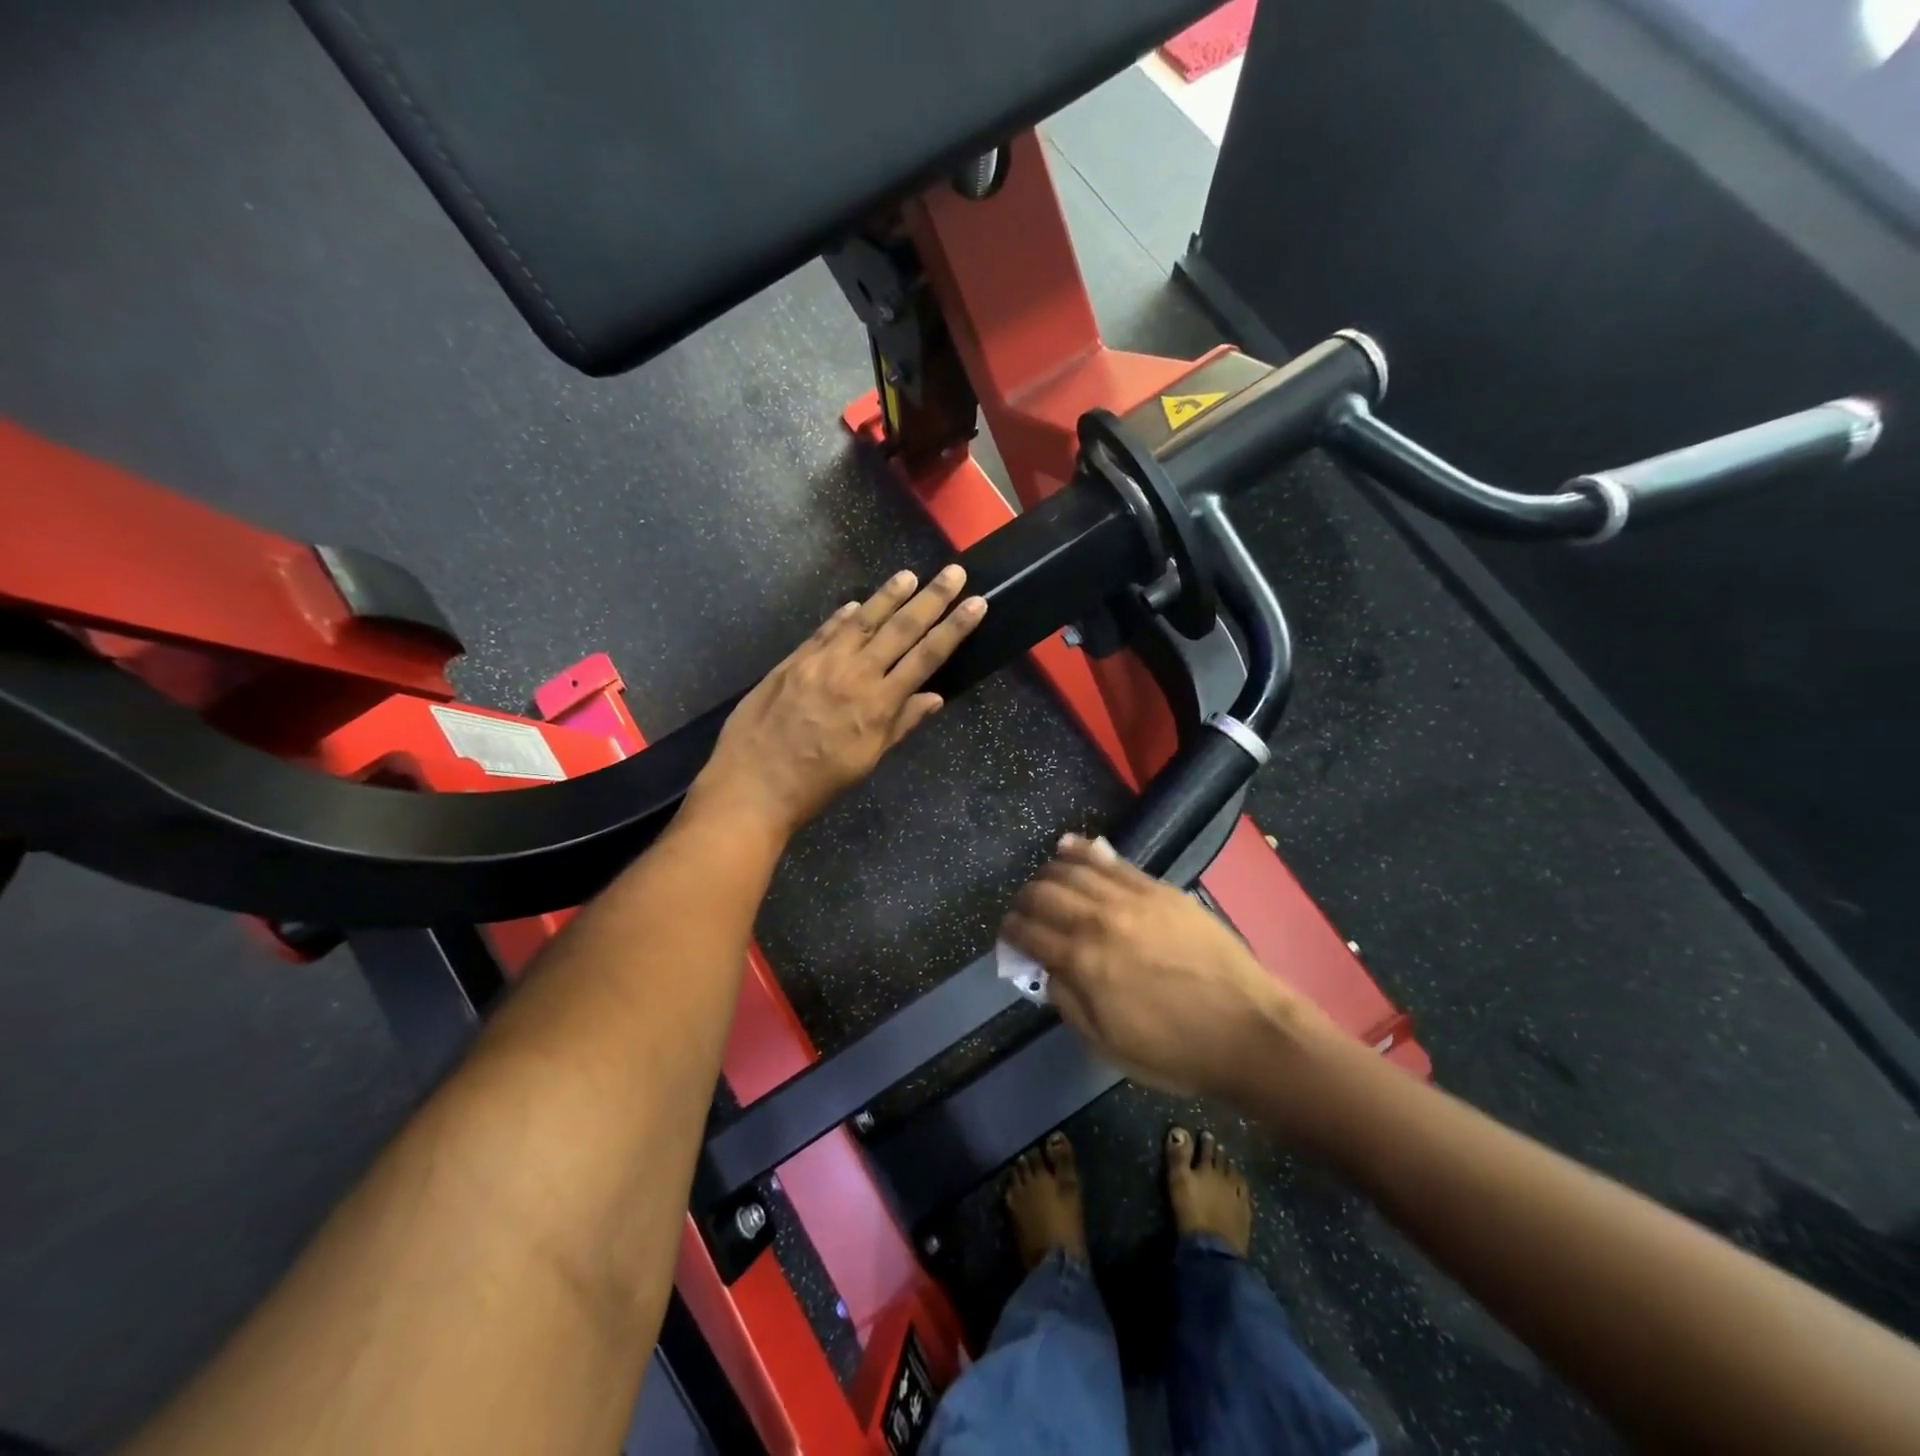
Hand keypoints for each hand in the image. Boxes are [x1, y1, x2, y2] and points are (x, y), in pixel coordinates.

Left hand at [691, 565, 985, 839]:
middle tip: (954, 572)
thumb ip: (900, 725)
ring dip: (888, 596)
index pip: (926, 657)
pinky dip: (842, 616)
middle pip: (900, 629)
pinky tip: (856, 604)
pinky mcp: (792, 661)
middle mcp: (854, 674)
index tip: (976, 603)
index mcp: (878, 704)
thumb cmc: (817, 784)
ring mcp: (820, 663)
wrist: (753, 785)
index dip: (954, 628)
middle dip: (932, 599)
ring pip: (862, 621)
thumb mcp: (866, 761)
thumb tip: (934, 697)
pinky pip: (824, 631)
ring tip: (909, 575)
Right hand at [1001, 835, 1336, 1102]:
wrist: (1247, 1029)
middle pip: (1044, 894)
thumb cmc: (1176, 1050)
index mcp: (1082, 962)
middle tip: (1024, 910)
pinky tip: (1068, 846)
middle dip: (1024, 900)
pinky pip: (1112, 861)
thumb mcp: (1108, 1044)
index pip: (1029, 933)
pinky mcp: (1158, 888)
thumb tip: (1047, 971)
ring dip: (1049, 873)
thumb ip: (1069, 1002)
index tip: (1008, 933)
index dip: (1011, 931)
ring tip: (1043, 880)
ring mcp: (1130, 898)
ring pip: (1073, 870)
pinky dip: (1083, 850)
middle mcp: (1098, 920)